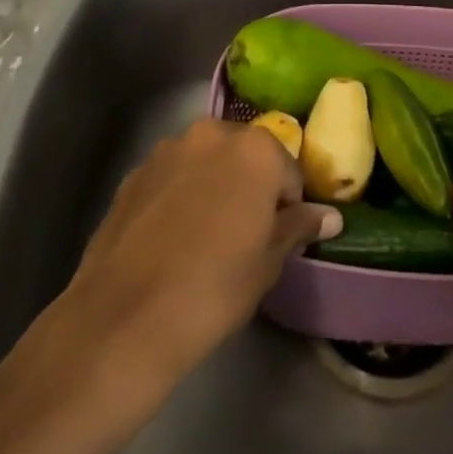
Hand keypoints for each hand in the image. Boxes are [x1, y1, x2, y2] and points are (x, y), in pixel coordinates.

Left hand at [51, 117, 339, 390]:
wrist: (123, 319)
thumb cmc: (213, 288)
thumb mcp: (268, 263)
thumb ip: (298, 227)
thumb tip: (329, 215)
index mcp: (255, 149)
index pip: (288, 172)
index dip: (287, 207)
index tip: (276, 239)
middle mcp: (212, 134)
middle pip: (246, 156)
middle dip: (249, 186)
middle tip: (243, 236)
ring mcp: (168, 150)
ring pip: (206, 163)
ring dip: (213, 186)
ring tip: (204, 238)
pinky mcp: (134, 173)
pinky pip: (172, 178)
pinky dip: (179, 196)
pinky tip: (171, 240)